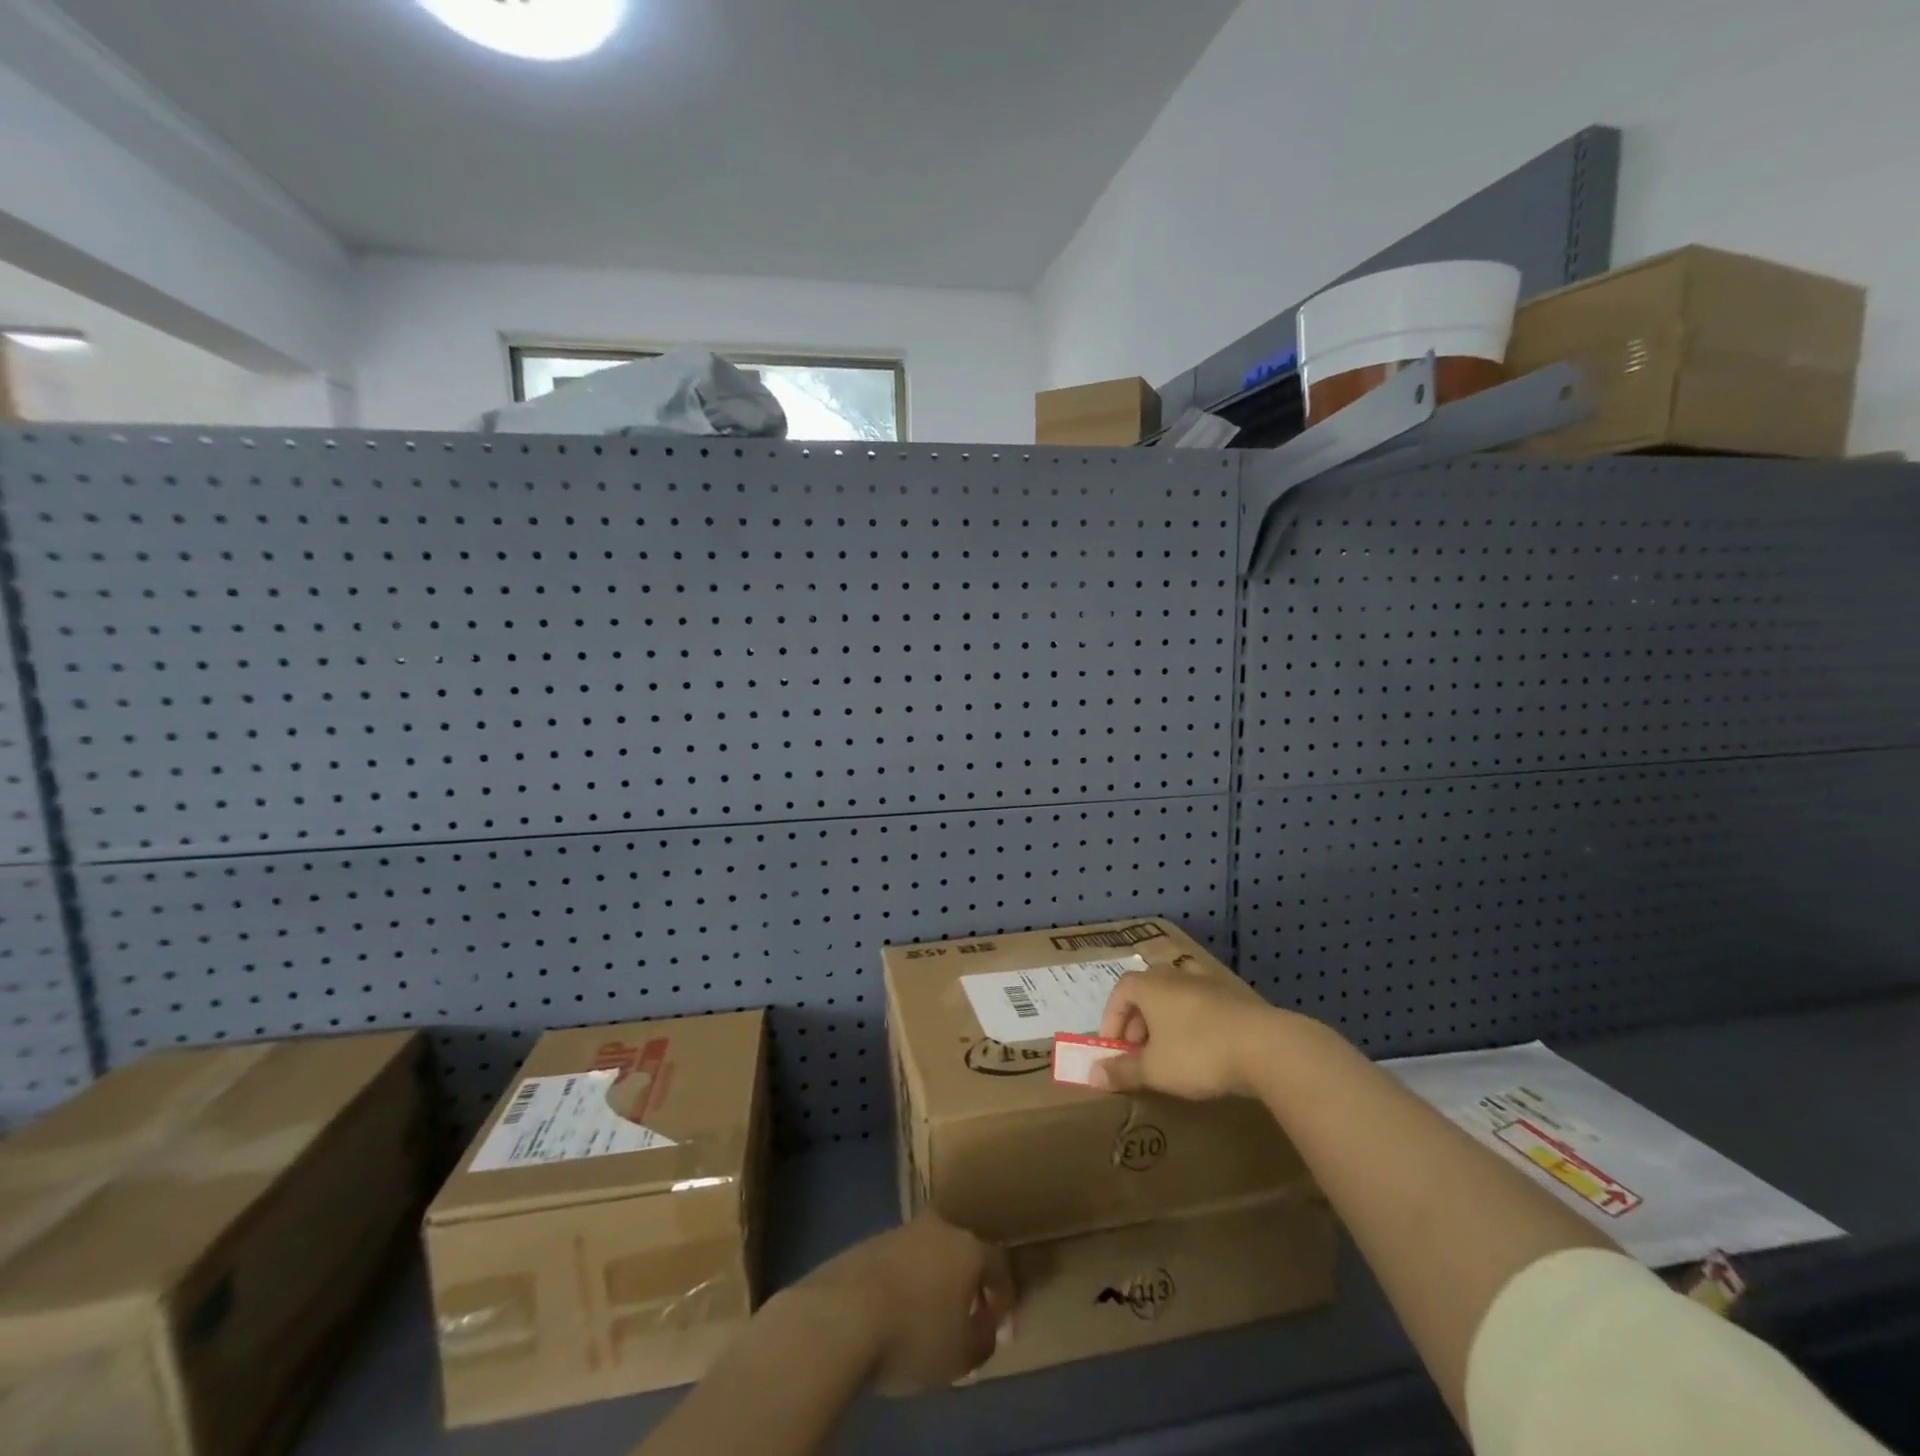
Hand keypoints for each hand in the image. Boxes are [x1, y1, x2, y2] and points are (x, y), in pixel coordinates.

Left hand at [796, 1213, 1014, 1395]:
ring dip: (932, 1279)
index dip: (1004, 1296)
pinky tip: (894, 1310)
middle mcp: (938, 1228)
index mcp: (968, 1248)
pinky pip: (898, 1261)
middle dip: (966, 1281)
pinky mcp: (869, 1242)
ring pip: (927, 1253)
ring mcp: (901, 1230)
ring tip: (926, 1315)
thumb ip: (984, 1337)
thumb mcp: (962, 1355)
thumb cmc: (915, 1334)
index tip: (1002, 1325)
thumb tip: (988, 1324)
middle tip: (965, 1313)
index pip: (998, 1265)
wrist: (844, 1313)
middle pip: (961, 1251)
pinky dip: (904, 1281)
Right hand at [1090, 967, 1289, 1099]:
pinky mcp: (1235, 996)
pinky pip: (1202, 1006)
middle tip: (1140, 1056)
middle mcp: (1175, 974)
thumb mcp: (1154, 1069)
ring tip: (1171, 1055)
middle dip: (1138, 1024)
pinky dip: (1194, 1024)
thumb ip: (1122, 1071)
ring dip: (1166, 1024)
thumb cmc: (1197, 1052)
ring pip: (1176, 999)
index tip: (1114, 1050)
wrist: (1265, 1045)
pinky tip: (1204, 1051)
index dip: (1112, 1021)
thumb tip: (1092, 1075)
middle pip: (1147, 993)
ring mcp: (1208, 982)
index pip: (1119, 992)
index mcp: (1150, 984)